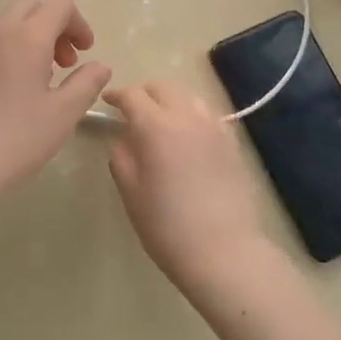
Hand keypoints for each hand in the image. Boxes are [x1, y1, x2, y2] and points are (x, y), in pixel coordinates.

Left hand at [0, 0, 111, 203]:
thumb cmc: (17, 137)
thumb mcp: (63, 114)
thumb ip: (86, 83)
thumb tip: (100, 66)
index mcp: (26, 36)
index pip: (59, 5)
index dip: (79, 23)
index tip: (85, 53)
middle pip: (31, 7)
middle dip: (54, 26)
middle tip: (64, 63)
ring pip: (7, 24)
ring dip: (31, 38)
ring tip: (41, 79)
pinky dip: (9, 51)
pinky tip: (13, 91)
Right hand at [106, 80, 274, 288]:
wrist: (224, 251)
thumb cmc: (167, 225)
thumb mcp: (131, 192)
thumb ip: (121, 157)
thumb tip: (124, 139)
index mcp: (156, 126)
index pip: (133, 95)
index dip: (117, 95)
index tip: (107, 102)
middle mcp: (187, 117)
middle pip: (164, 88)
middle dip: (144, 93)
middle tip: (132, 110)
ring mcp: (215, 129)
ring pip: (189, 98)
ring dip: (170, 101)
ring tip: (161, 121)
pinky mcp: (233, 145)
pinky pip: (208, 117)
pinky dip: (192, 117)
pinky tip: (188, 138)